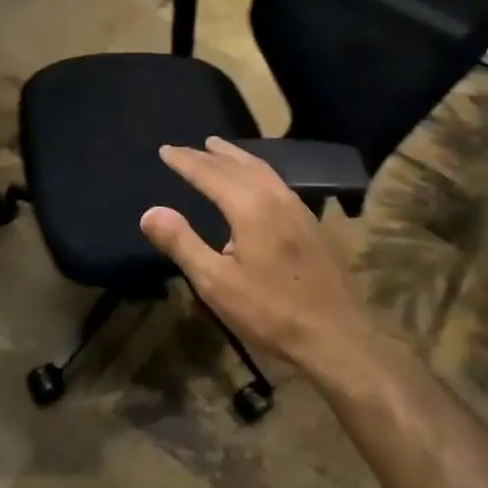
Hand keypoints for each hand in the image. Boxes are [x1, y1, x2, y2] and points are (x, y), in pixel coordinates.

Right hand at [140, 138, 372, 385]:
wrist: (336, 338)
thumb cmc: (270, 312)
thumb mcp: (216, 282)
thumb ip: (182, 243)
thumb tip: (150, 211)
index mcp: (250, 206)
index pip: (210, 173)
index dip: (185, 161)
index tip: (165, 150)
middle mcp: (275, 197)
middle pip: (236, 166)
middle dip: (208, 156)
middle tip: (185, 148)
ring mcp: (298, 208)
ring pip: (261, 170)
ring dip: (235, 158)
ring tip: (217, 150)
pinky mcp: (310, 224)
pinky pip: (275, 181)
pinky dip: (255, 170)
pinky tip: (254, 182)